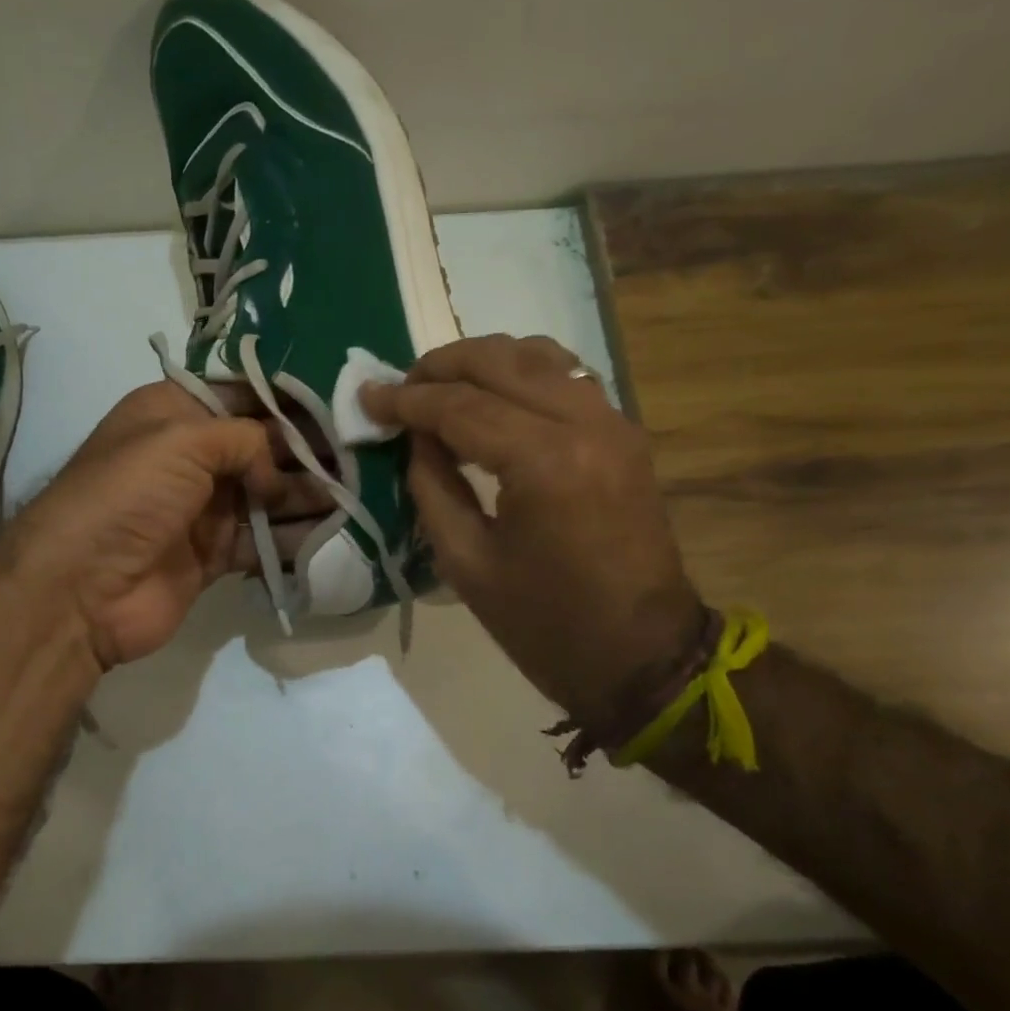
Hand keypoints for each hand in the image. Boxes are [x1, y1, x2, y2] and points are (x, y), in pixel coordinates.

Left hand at [0, 381, 329, 671]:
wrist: (79, 590)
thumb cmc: (127, 496)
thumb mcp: (182, 440)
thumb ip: (244, 438)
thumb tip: (278, 469)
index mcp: (174, 413)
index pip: (242, 394)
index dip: (288, 397)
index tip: (340, 401)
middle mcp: (191, 456)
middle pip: (262, 445)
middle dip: (308, 448)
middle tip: (363, 452)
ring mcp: (203, 508)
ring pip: (270, 494)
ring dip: (310, 494)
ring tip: (361, 492)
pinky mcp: (214, 555)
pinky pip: (264, 541)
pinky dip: (295, 539)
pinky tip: (336, 534)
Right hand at [362, 335, 703, 731]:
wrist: (643, 656)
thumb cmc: (545, 624)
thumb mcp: (465, 562)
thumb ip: (432, 485)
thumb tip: (415, 434)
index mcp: (544, 463)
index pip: (460, 406)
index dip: (406, 400)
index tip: (367, 396)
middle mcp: (584, 423)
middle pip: (500, 360)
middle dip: (440, 366)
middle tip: (400, 388)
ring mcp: (613, 423)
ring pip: (538, 354)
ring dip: (482, 361)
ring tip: (442, 387)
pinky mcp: (624, 434)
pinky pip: (567, 376)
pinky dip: (522, 373)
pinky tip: (494, 396)